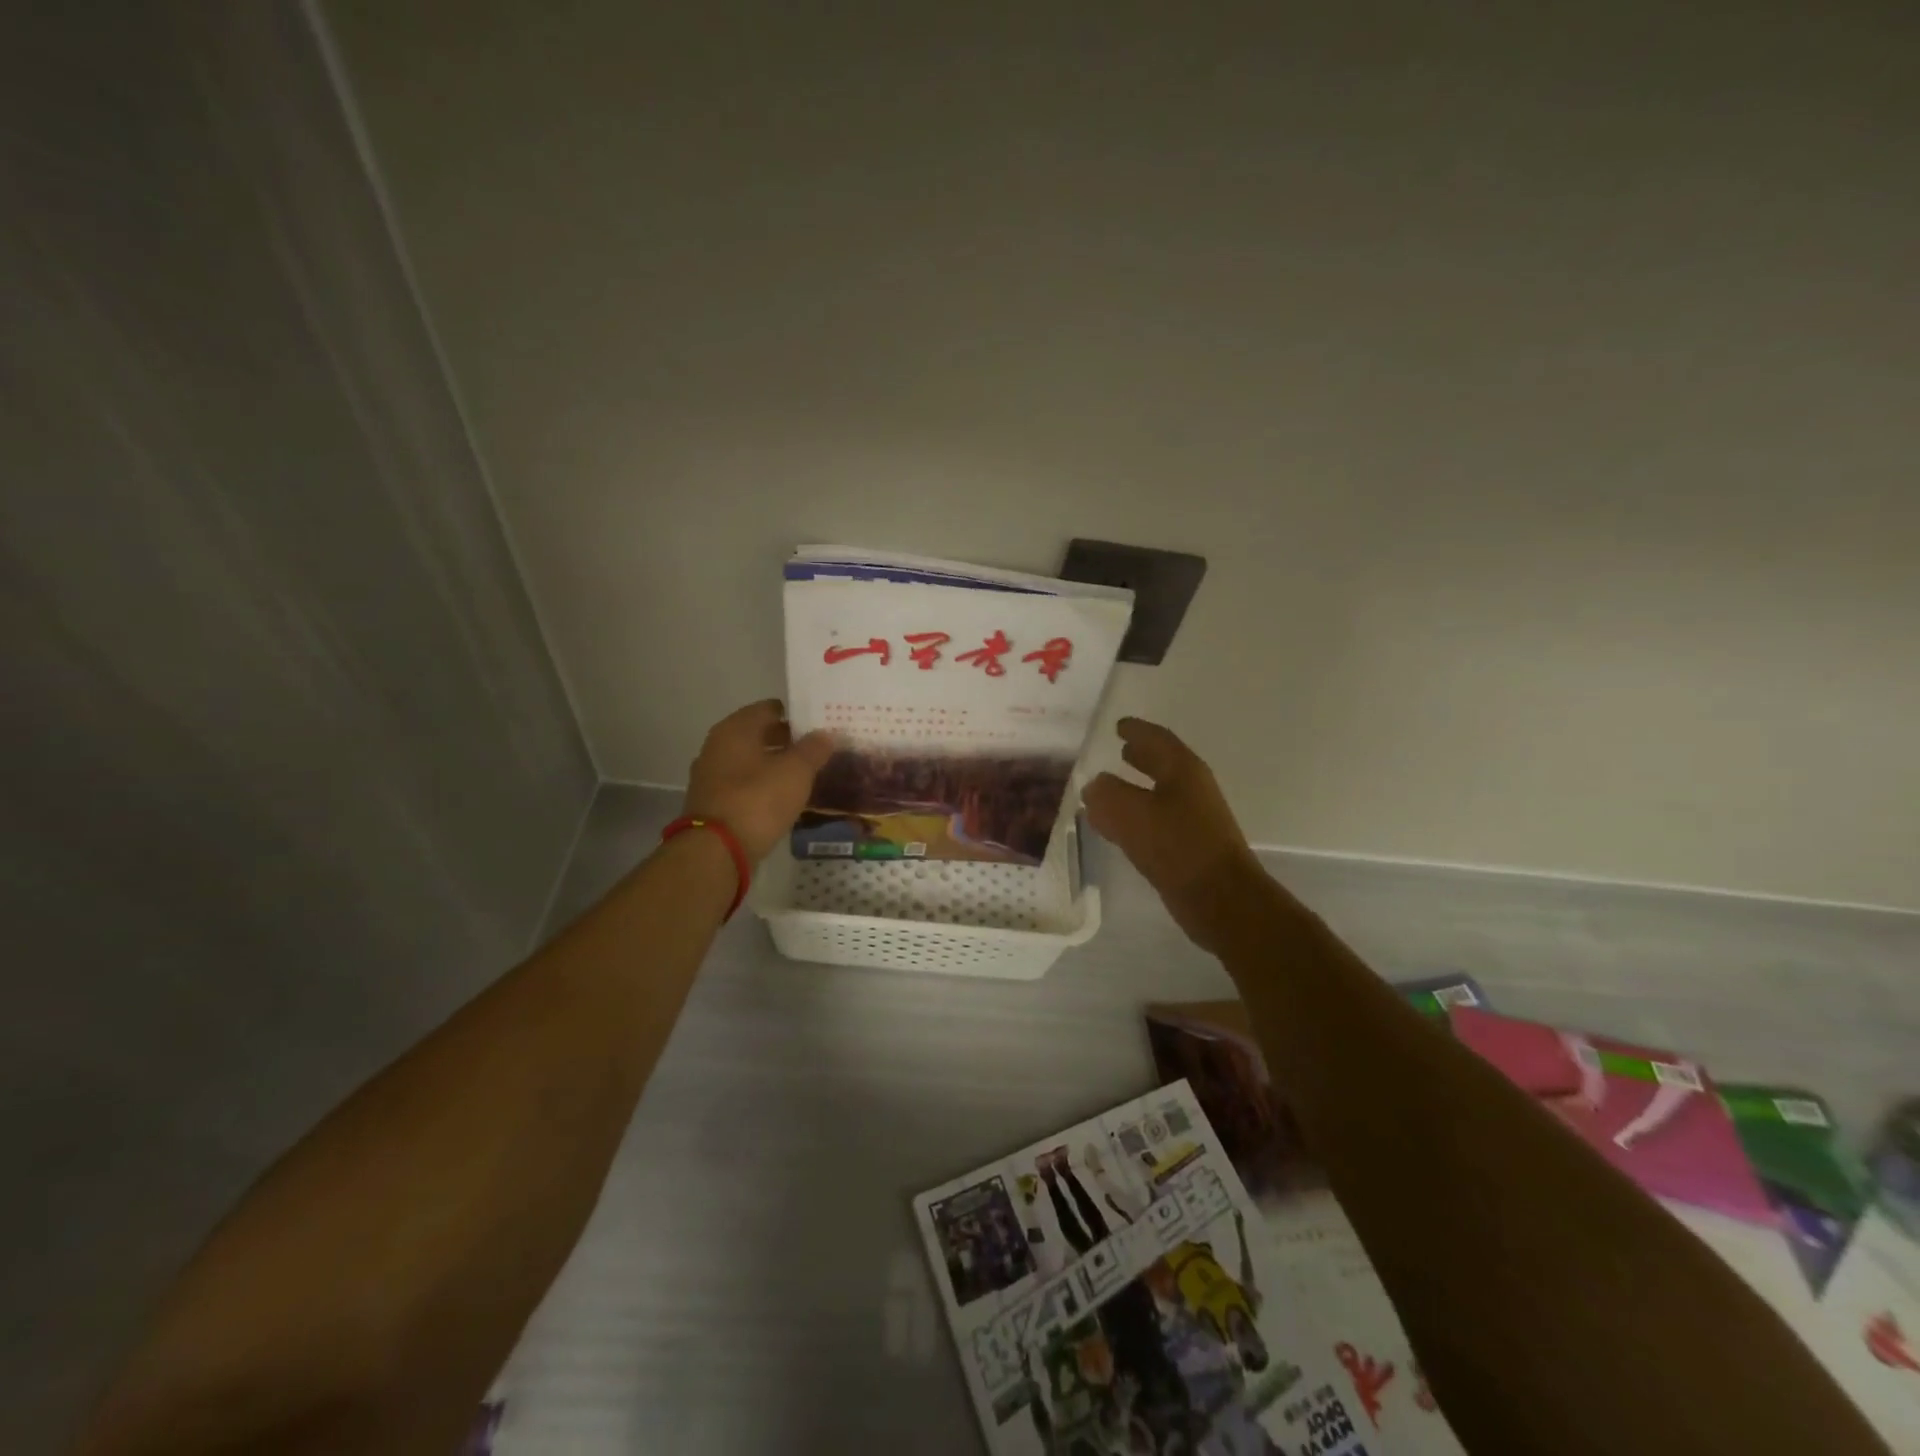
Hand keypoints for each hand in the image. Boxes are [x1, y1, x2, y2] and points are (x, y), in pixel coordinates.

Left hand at [683, 699, 835, 863]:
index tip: (819, 725)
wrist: (715, 851)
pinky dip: (762, 786)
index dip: (796, 715)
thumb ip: (813, 749)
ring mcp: (711, 775)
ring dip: (775, 765)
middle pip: (758, 735)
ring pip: (751, 761)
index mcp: (735, 729)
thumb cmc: (757, 800)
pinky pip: (743, 784)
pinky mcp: (712, 802)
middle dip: (787, 741)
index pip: (769, 709)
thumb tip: (826, 733)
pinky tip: (783, 797)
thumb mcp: (795, 772)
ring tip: (806, 774)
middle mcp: (718, 746)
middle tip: (819, 749)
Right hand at [1083, 718, 1263, 952]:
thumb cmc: (1176, 846)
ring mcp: (1193, 818)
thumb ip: (1106, 794)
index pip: (1157, 739)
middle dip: (1141, 756)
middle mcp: (1191, 789)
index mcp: (1183, 770)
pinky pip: (1155, 821)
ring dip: (1135, 788)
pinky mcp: (1188, 846)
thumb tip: (1094, 786)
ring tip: (1109, 788)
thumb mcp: (1130, 813)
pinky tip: (1118, 827)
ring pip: (1158, 793)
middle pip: (1163, 764)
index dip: (1137, 730)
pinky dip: (1136, 816)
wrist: (1220, 898)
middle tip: (1120, 749)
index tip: (1118, 725)